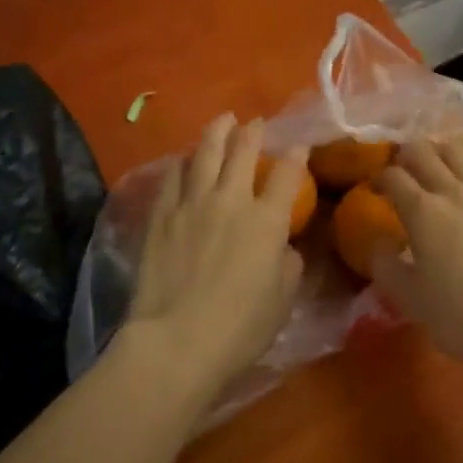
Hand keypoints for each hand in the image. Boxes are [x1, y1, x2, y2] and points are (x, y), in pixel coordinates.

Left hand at [124, 115, 304, 403]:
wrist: (175, 343)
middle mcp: (232, 200)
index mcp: (267, 221)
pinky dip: (182, 162)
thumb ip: (288, 266)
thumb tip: (283, 247)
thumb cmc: (238, 329)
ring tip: (222, 120)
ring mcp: (193, 203)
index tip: (300, 145)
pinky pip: (173, 177)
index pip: (287, 175)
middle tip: (256, 121)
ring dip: (217, 132)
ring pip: (205, 153)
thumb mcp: (281, 301)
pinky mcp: (162, 215)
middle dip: (253, 131)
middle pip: (243, 151)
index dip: (297, 155)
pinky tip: (184, 158)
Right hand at [373, 137, 462, 375]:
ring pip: (457, 152)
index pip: (393, 176)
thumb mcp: (409, 298)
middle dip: (406, 155)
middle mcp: (451, 191)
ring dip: (439, 152)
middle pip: (423, 152)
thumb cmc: (461, 315)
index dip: (379, 178)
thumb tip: (378, 243)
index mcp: (421, 211)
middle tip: (402, 169)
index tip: (375, 190)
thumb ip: (385, 266)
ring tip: (435, 164)